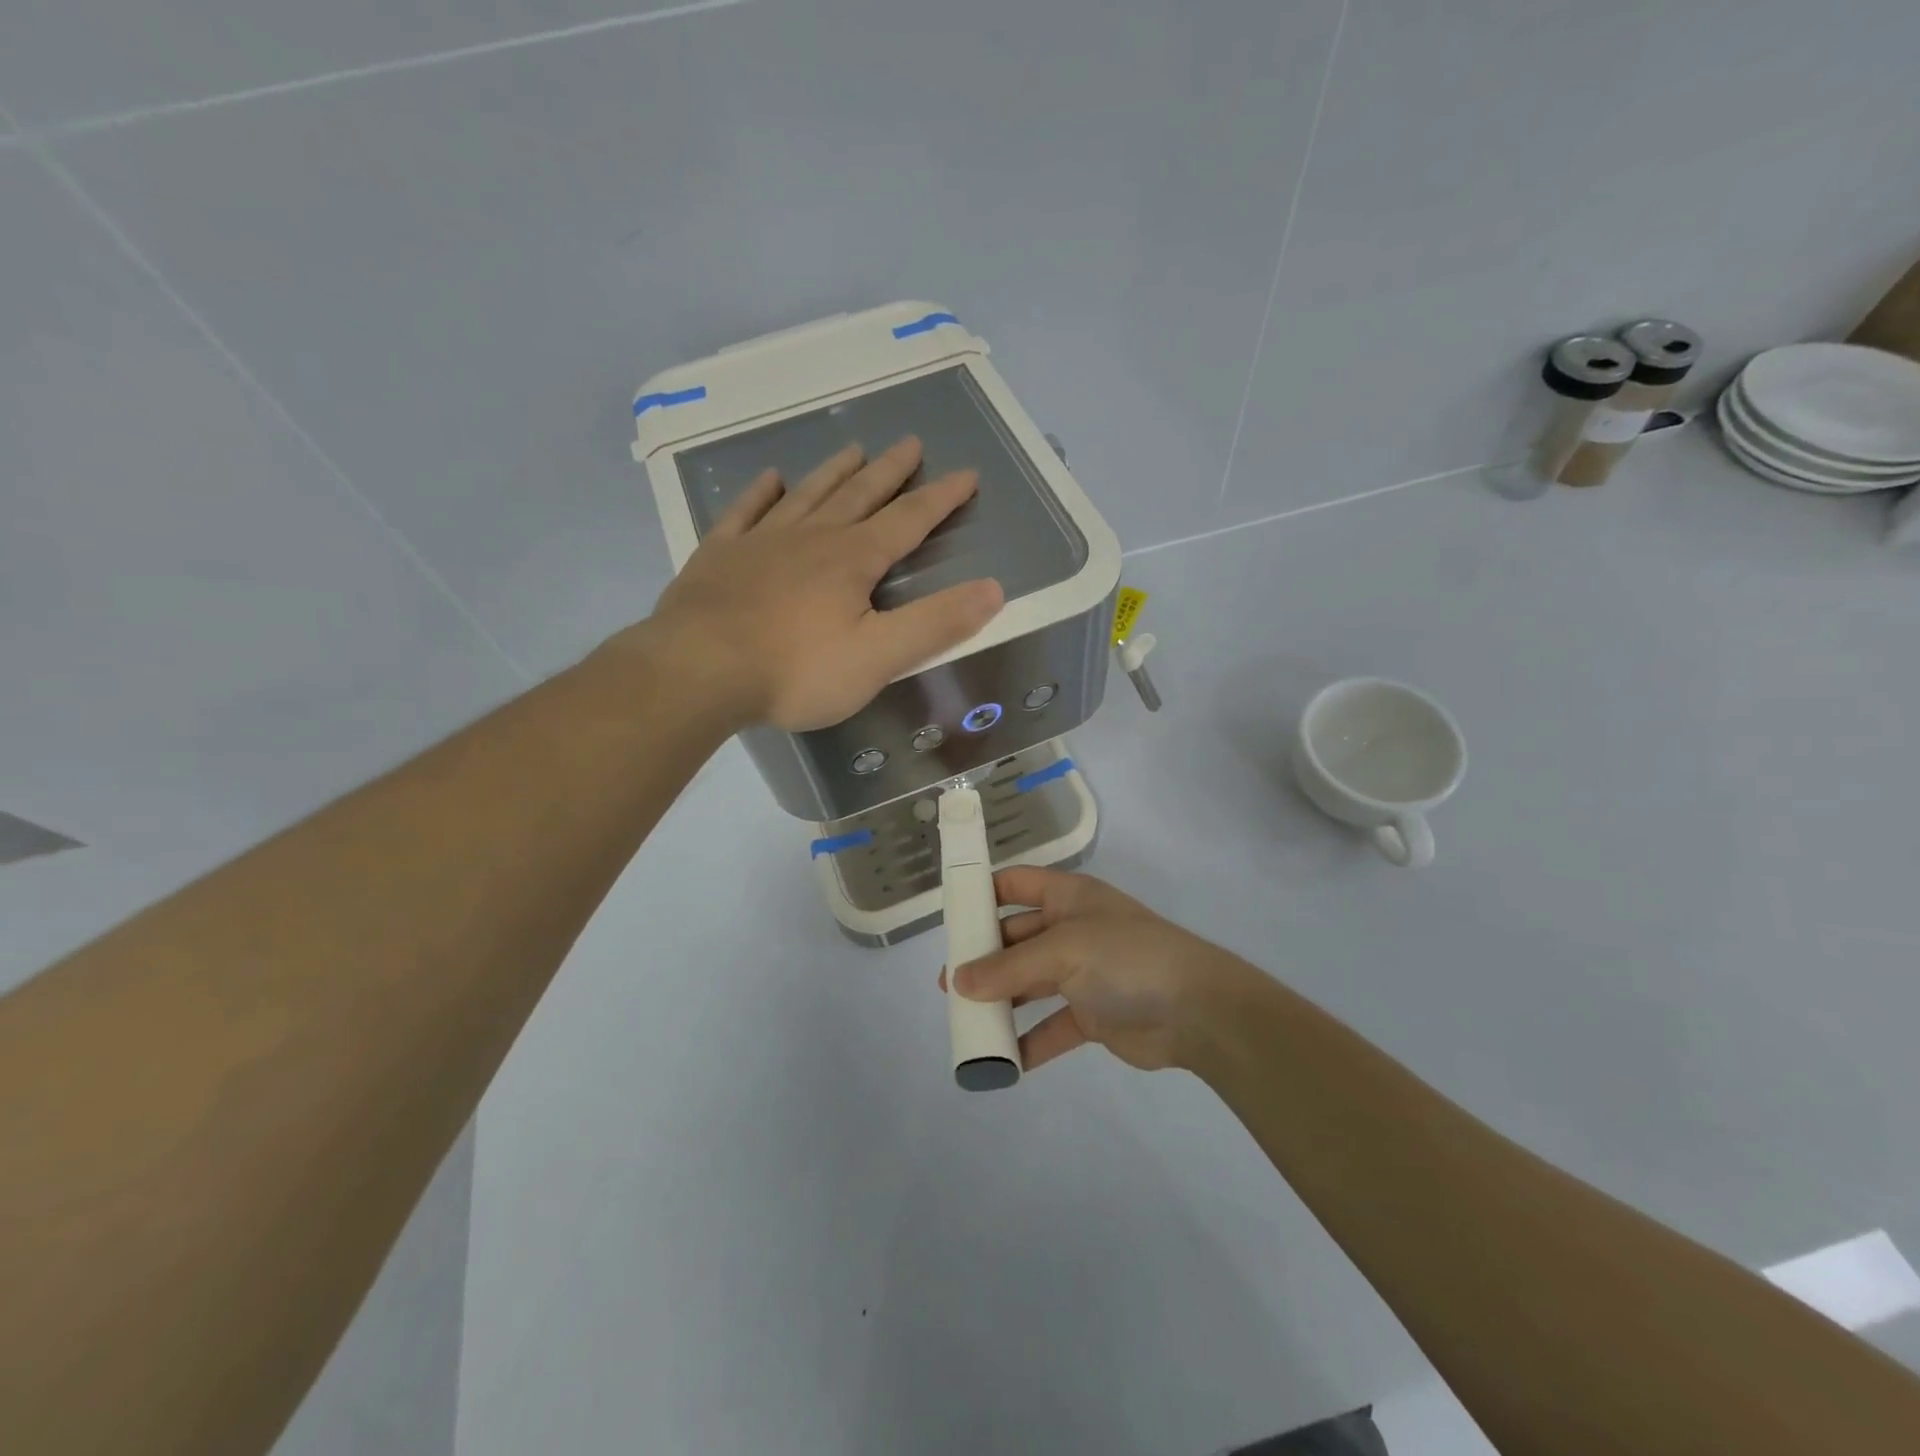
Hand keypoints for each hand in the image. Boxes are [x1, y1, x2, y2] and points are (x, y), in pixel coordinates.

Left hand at [636, 437, 1003, 730]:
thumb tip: (995, 589)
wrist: (698, 671)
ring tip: (854, 449)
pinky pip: (745, 512)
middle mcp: (811, 538)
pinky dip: (760, 493)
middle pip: (860, 496)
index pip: (909, 521)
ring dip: (834, 472)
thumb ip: (936, 623)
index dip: (941, 499)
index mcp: (853, 560)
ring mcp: (761, 542)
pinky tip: (770, 479)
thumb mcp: (879, 657)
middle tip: (911, 444)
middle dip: (891, 472)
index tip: (966, 474)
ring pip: (807, 495)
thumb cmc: (796, 670)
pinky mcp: (719, 557)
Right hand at [948, 867, 1261, 1072]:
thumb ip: (1009, 967)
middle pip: (1016, 938)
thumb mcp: (1065, 951)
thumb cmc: (1127, 958)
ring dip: (1001, 1001)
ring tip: (967, 1021)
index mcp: (1067, 898)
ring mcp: (1082, 973)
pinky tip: (1003, 1062)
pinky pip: (1051, 1027)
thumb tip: (958, 982)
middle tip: (949, 985)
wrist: (1198, 1011)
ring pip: (1029, 983)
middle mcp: (1071, 930)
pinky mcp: (1091, 1014)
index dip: (983, 893)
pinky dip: (1029, 1042)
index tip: (950, 917)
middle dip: (984, 959)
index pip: (1016, 883)